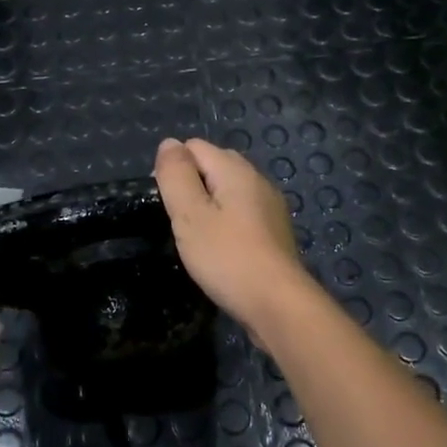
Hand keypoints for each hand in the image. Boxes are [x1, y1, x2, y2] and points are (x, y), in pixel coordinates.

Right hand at [154, 137, 311, 344]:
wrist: (278, 303)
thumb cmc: (227, 257)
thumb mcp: (190, 215)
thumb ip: (176, 175)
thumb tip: (169, 143)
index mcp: (235, 169)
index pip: (194, 147)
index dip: (174, 170)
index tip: (168, 205)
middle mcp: (257, 179)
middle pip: (214, 164)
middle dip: (192, 185)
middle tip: (181, 222)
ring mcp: (270, 205)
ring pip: (229, 190)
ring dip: (210, 206)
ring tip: (199, 238)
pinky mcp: (275, 230)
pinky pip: (243, 212)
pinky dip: (227, 222)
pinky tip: (222, 249)